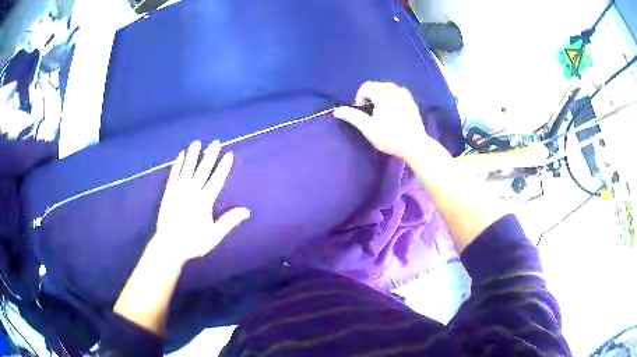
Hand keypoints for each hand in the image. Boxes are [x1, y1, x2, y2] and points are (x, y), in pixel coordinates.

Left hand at [153, 140, 249, 265]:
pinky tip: (180, 156)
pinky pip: (173, 175)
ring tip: (197, 143)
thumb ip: (228, 221)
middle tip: (216, 142)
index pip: (216, 180)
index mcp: (204, 202)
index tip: (229, 155)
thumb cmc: (193, 242)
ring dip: (193, 155)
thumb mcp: (214, 235)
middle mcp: (191, 192)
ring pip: (187, 169)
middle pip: (202, 170)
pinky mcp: (168, 193)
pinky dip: (177, 165)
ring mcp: (178, 191)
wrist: (169, 246)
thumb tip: (246, 211)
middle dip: (210, 156)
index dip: (223, 167)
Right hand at [333, 81, 432, 159]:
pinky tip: (394, 110)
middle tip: (371, 112)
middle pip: (378, 85)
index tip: (363, 112)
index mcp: (383, 95)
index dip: (360, 97)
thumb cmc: (390, 137)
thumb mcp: (368, 129)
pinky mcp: (412, 103)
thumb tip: (337, 110)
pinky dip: (393, 97)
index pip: (367, 86)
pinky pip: (399, 93)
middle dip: (371, 95)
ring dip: (382, 95)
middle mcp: (394, 91)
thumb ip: (353, 116)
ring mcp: (405, 96)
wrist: (414, 145)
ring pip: (389, 87)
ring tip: (382, 110)